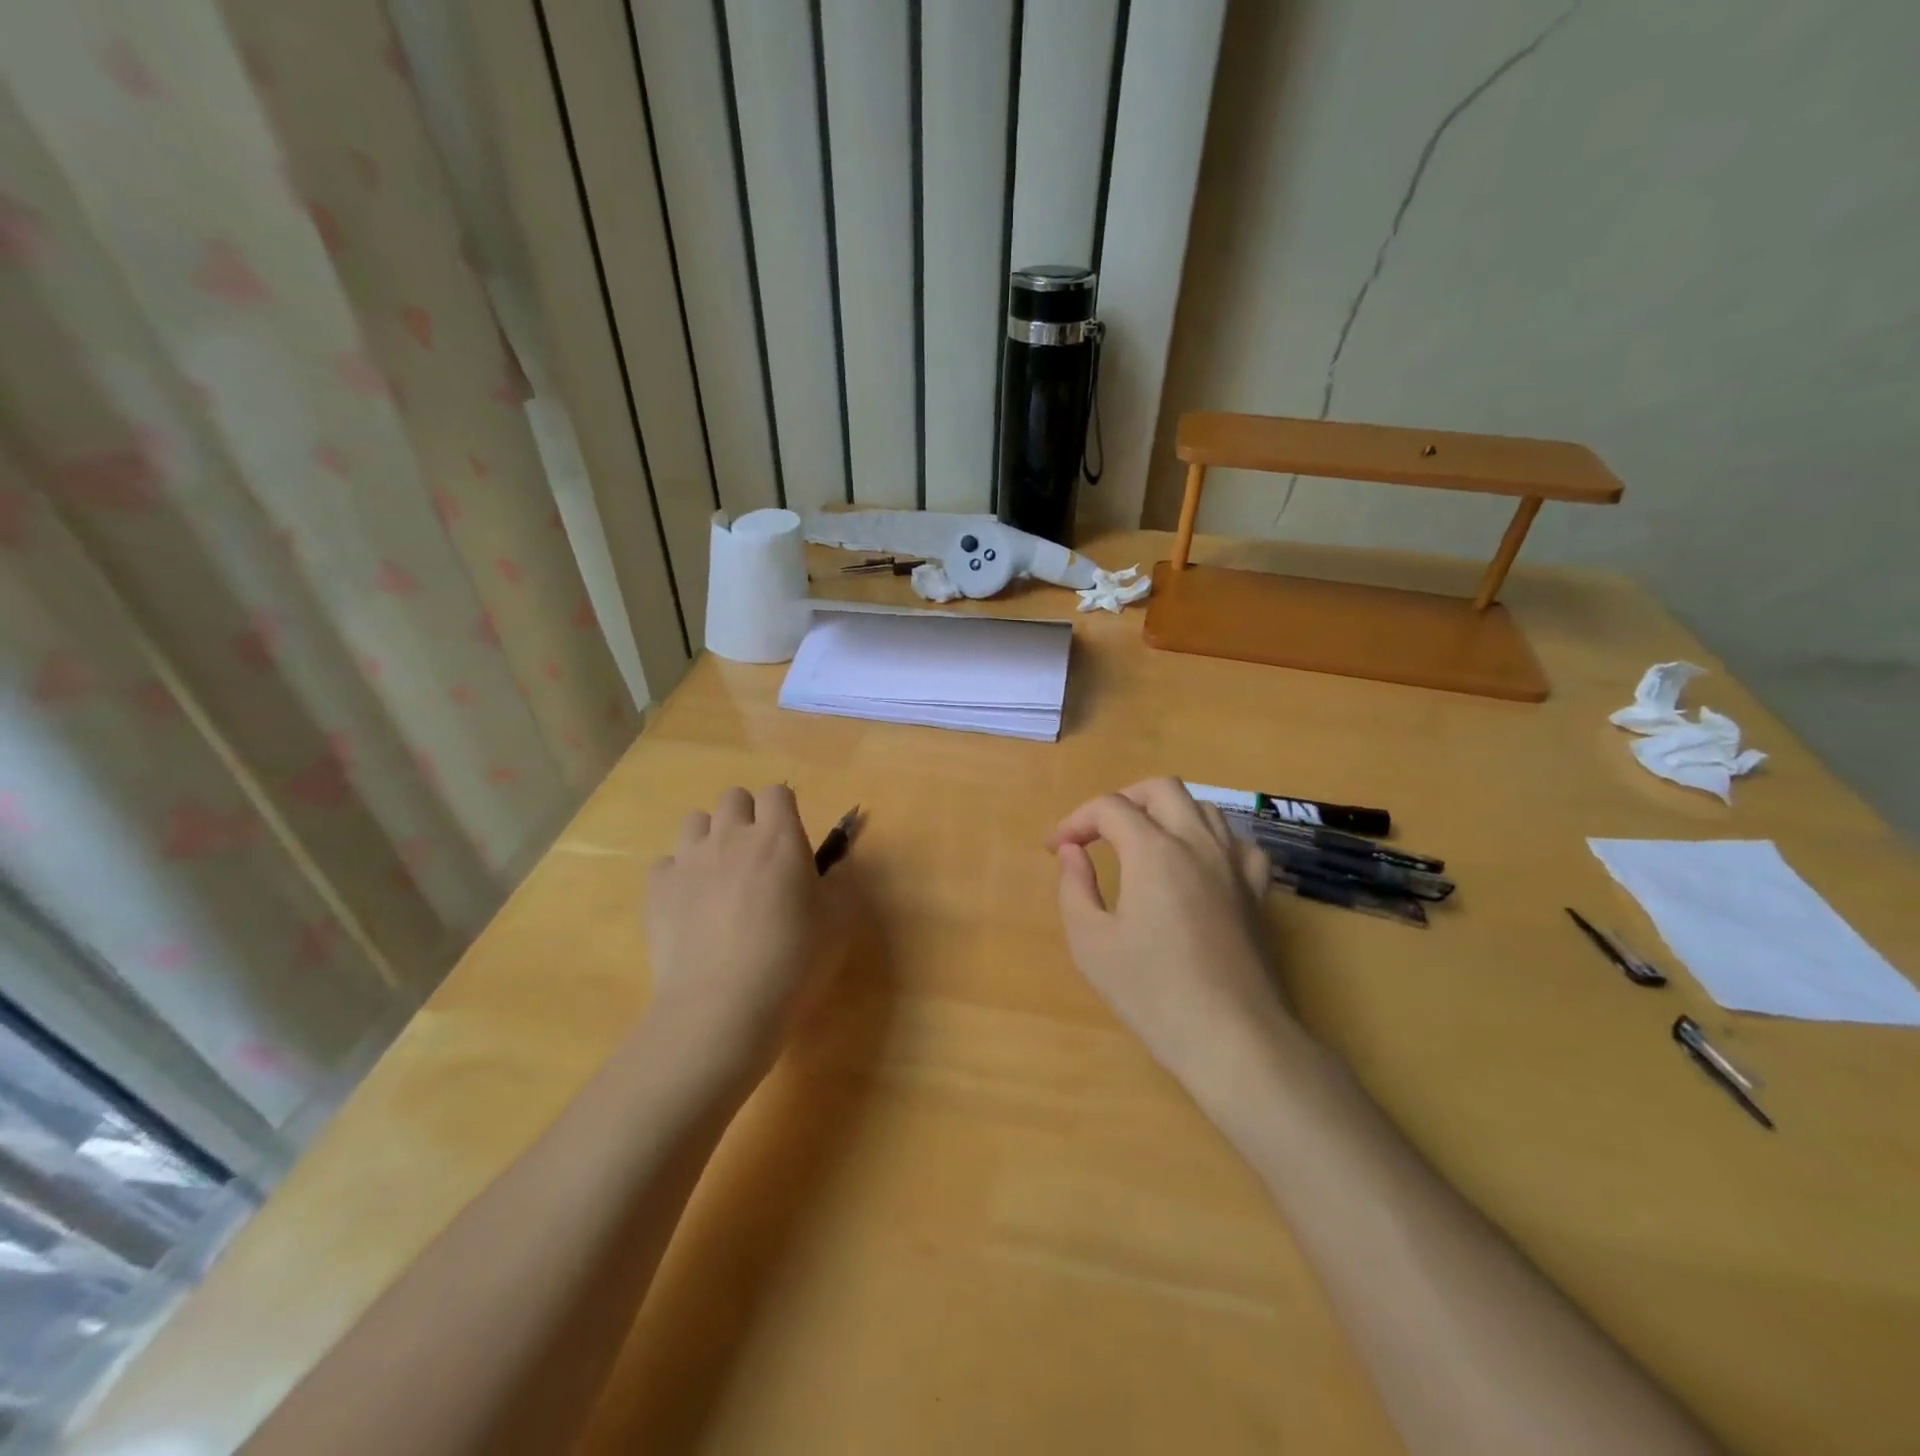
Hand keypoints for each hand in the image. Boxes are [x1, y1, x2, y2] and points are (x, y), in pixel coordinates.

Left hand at [645, 785, 850, 1070]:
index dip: (785, 809)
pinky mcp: (657, 890)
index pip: (777, 792)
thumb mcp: (840, 922)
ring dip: (710, 837)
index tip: (791, 838)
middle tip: (758, 855)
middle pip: (733, 798)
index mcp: (779, 837)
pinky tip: (690, 905)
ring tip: (721, 874)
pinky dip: (679, 875)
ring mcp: (688, 860)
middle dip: (747, 816)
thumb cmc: (793, 959)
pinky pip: (666, 863)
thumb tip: (837, 865)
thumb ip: (842, 883)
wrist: (722, 1005)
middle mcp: (731, 836)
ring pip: (694, 821)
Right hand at [1048, 778, 1295, 1094]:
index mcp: (1154, 852)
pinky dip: (1210, 838)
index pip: (1110, 808)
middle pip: (1160, 789)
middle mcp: (1198, 844)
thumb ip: (1075, 887)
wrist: (1232, 1037)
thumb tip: (1071, 852)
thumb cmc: (1153, 993)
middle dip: (1122, 801)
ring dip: (1165, 812)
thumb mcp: (1092, 943)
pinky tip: (1198, 862)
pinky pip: (1237, 842)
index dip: (1075, 820)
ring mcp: (1234, 865)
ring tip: (1141, 843)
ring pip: (1202, 807)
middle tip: (1097, 833)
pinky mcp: (1257, 892)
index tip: (1055, 848)